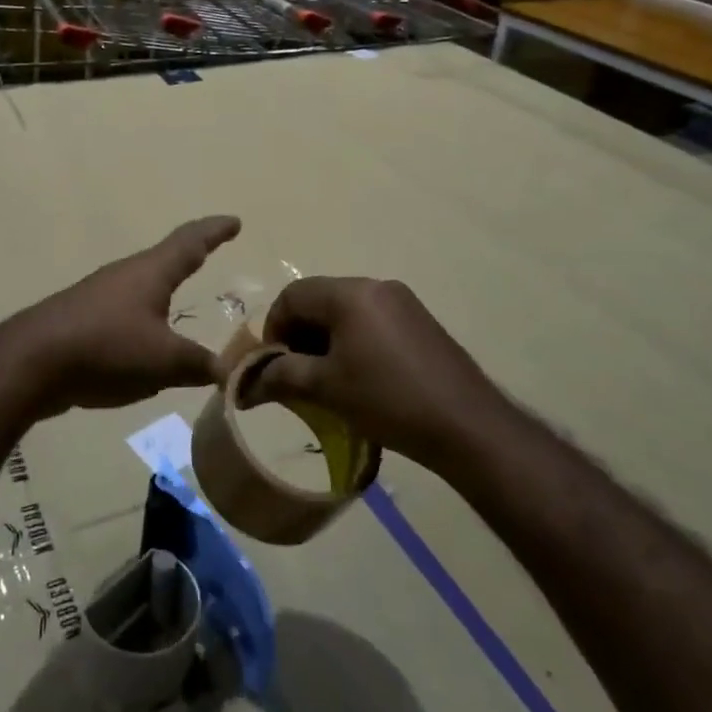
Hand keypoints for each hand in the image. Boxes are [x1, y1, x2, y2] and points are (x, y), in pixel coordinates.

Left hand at [0, 216, 241, 420]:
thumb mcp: (164, 361)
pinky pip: (123, 316)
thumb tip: (230, 371)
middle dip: (189, 257)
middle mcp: (126, 275)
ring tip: (179, 301)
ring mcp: (99, 296)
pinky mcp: (81, 321)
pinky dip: (143, 323)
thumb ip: (200, 365)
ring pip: (142, 288)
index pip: (191, 242)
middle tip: (209, 255)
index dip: (215, 231)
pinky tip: (142, 346)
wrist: (31, 362)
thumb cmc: (107, 347)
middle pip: (165, 259)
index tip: (235, 221)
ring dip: (163, 291)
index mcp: (152, 272)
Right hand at [255, 277, 501, 467]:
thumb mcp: (326, 388)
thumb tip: (245, 383)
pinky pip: (371, 320)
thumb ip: (281, 376)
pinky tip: (359, 377)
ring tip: (326, 380)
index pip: (293, 295)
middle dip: (300, 334)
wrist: (466, 426)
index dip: (274, 328)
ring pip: (346, 311)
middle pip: (319, 299)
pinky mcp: (420, 322)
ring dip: (326, 339)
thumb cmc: (387, 400)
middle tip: (297, 375)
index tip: (274, 365)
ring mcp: (402, 302)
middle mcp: (376, 286)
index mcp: (350, 293)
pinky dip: (353, 341)